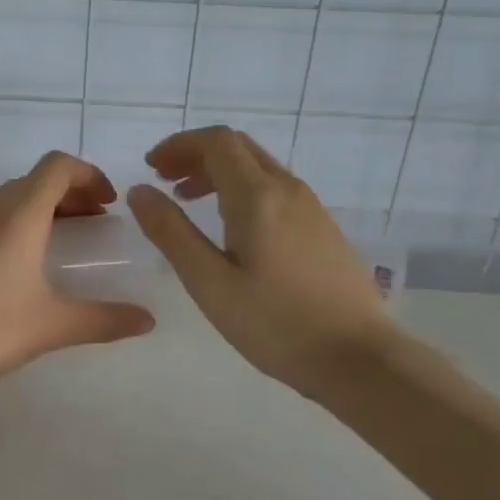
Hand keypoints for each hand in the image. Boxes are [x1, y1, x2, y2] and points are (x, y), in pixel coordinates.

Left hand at [0, 152, 154, 411]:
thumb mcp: (51, 326)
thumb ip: (104, 319)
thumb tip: (148, 321)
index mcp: (17, 215)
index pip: (58, 166)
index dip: (89, 175)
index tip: (109, 204)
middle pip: (35, 180)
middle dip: (71, 194)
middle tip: (95, 224)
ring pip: (9, 198)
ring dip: (42, 208)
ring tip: (63, 242)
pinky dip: (14, 223)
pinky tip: (19, 264)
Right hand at [127, 126, 394, 397]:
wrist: (360, 358)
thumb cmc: (276, 323)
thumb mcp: (209, 282)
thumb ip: (171, 232)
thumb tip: (140, 190)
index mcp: (257, 195)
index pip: (216, 142)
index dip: (179, 145)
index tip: (151, 168)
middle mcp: (287, 189)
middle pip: (237, 147)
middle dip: (196, 155)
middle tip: (165, 181)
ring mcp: (311, 207)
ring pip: (258, 167)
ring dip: (218, 172)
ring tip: (189, 202)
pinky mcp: (322, 228)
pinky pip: (274, 189)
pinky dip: (242, 189)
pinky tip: (231, 228)